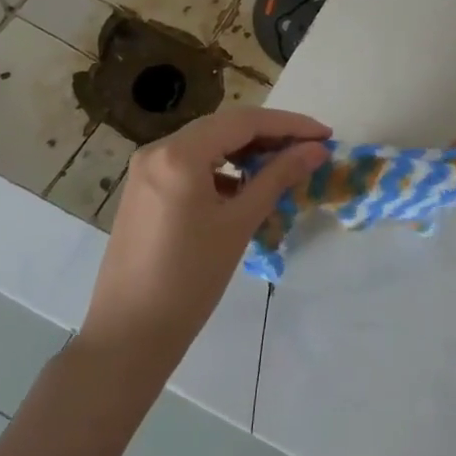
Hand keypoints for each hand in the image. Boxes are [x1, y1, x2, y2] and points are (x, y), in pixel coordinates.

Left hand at [80, 108, 329, 365]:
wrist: (129, 333)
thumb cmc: (190, 278)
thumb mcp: (240, 223)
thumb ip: (278, 178)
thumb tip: (317, 149)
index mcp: (179, 153)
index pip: (245, 122)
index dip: (290, 124)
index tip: (325, 134)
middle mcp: (158, 150)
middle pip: (225, 127)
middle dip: (270, 135)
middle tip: (310, 148)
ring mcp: (146, 170)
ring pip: (207, 145)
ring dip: (247, 151)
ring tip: (284, 166)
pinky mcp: (144, 190)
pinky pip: (190, 165)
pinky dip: (222, 169)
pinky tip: (245, 189)